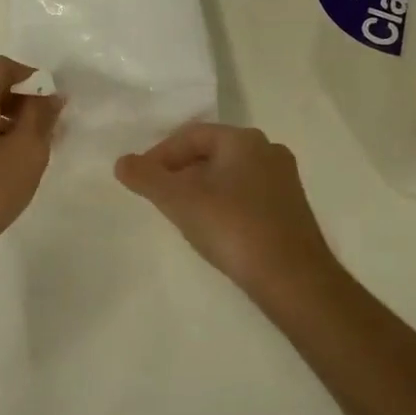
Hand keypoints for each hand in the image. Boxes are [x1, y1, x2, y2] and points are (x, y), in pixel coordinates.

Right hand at [115, 122, 336, 294]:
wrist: (294, 279)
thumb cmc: (233, 228)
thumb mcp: (180, 201)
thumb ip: (147, 178)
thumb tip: (121, 162)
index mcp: (243, 139)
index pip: (191, 135)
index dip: (160, 154)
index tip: (142, 180)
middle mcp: (268, 150)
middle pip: (211, 152)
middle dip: (180, 171)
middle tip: (158, 196)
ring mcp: (283, 180)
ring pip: (229, 174)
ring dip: (201, 188)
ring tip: (181, 214)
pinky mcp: (291, 208)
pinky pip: (247, 194)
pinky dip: (223, 203)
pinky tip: (213, 228)